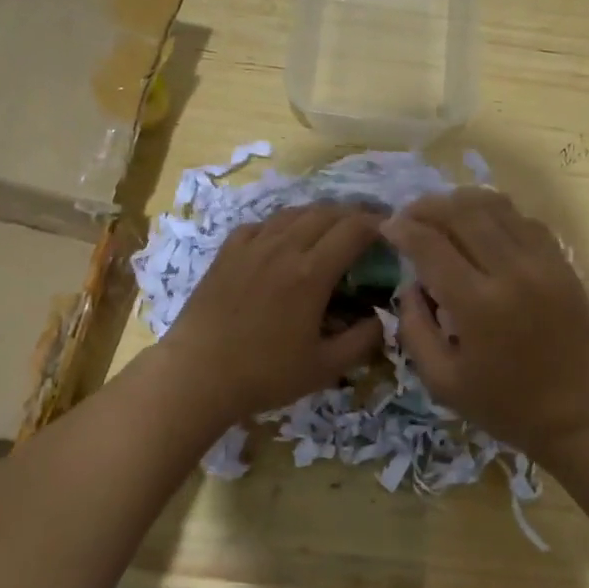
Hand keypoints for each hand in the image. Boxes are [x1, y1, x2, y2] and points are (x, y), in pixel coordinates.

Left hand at [157, 203, 386, 427]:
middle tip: (368, 228)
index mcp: (311, 273)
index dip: (378, 224)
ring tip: (330, 229)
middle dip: (353, 214)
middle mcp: (283, 248)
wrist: (196, 374)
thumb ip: (363, 340)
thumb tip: (383, 317)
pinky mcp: (227, 252)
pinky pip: (261, 224)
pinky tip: (282, 239)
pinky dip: (282, 224)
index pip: (354, 230)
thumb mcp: (325, 368)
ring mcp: (251, 246)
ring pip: (293, 212)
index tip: (392, 231)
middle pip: (326, 213)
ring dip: (319, 215)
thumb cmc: (264, 374)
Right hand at [381, 189, 588, 459]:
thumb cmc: (506, 406)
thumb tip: (410, 285)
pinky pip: (524, 220)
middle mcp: (512, 272)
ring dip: (461, 203)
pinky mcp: (563, 263)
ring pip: (496, 206)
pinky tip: (481, 228)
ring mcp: (543, 263)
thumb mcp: (442, 382)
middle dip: (427, 207)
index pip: (430, 245)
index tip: (386, 227)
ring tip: (441, 215)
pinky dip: (496, 214)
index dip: (403, 229)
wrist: (582, 416)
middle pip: (462, 212)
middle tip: (409, 216)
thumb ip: (414, 329)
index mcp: (478, 305)